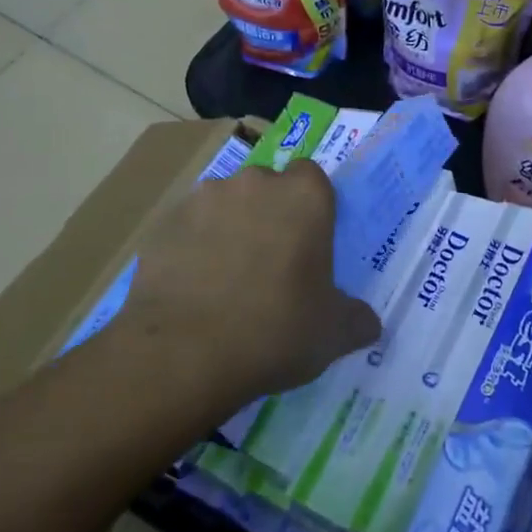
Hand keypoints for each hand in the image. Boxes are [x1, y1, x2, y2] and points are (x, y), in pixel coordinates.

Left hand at [117, 160, 380, 408]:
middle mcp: (253, 183)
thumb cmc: (275, 332)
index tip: (309, 241)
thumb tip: (368, 323)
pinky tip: (193, 288)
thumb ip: (356, 319)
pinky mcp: (164, 224)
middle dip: (269, 215)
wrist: (183, 354)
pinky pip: (188, 229)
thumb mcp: (333, 334)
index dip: (311, 206)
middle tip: (271, 263)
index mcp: (303, 197)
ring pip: (224, 204)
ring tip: (226, 278)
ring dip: (229, 228)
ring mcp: (203, 200)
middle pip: (266, 187)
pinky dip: (193, 248)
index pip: (312, 177)